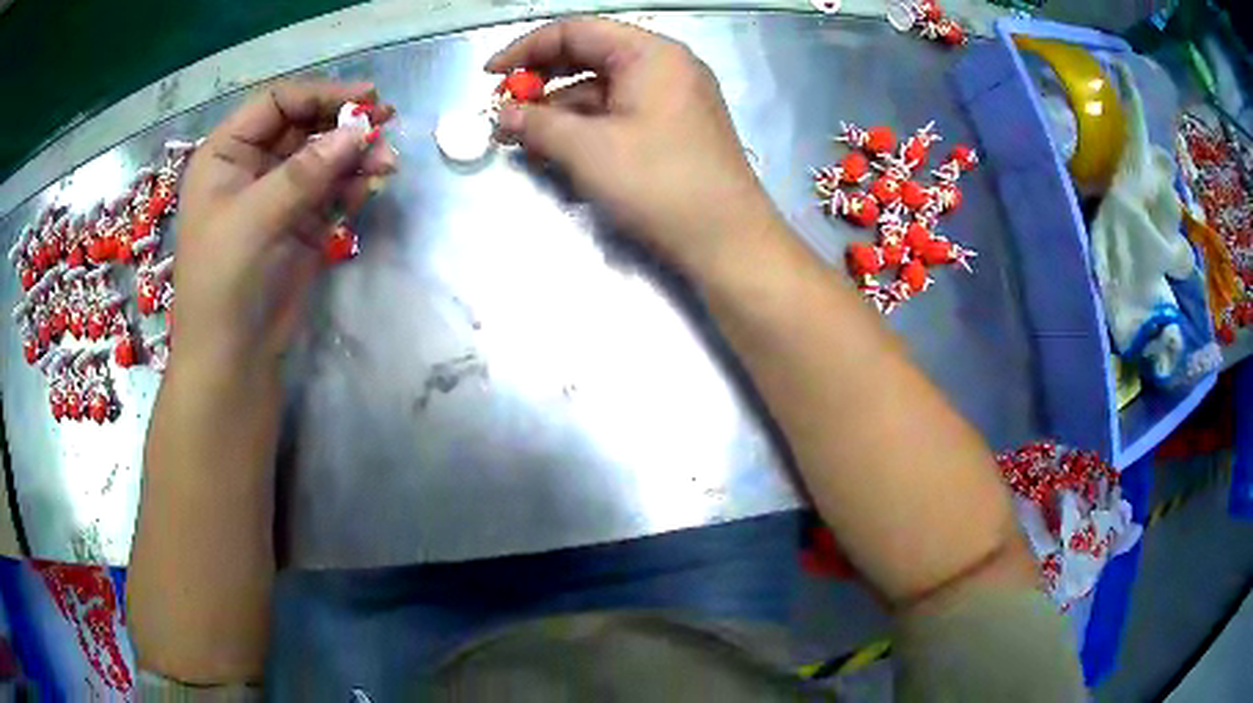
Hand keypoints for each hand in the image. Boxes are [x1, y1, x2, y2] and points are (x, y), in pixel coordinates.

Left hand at [173, 81, 395, 370]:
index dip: (319, 95)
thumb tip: (360, 131)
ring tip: (386, 163)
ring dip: (355, 155)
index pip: (276, 104)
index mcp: (226, 154)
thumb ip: (305, 173)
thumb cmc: (223, 282)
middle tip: (386, 121)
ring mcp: (279, 194)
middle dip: (342, 124)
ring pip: (324, 157)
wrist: (232, 357)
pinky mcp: (301, 222)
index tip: (364, 98)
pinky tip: (373, 184)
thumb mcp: (254, 219)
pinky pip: (332, 190)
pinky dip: (353, 184)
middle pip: (304, 126)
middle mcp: (252, 166)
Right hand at [488, 19, 776, 272]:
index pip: (576, 31)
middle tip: (504, 109)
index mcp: (650, 53)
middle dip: (541, 81)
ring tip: (522, 137)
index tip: (490, 76)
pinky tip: (558, 148)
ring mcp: (673, 98)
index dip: (526, 49)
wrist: (728, 241)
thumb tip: (502, 115)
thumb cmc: (659, 184)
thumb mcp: (588, 149)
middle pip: (589, 56)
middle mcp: (665, 66)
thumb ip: (537, 123)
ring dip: (559, 109)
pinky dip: (585, 126)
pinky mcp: (674, 128)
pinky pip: (619, 112)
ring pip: (602, 89)